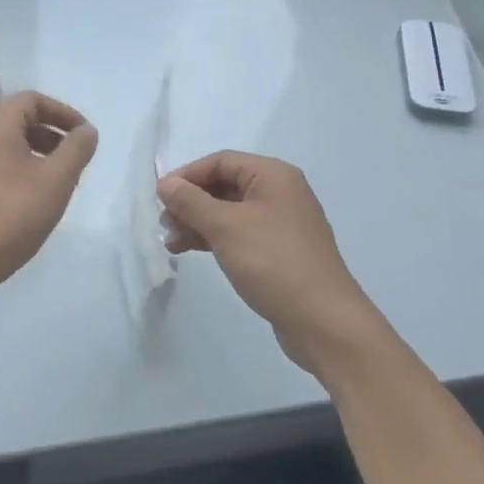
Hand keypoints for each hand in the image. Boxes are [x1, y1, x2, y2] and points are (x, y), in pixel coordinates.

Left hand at [0, 91, 97, 300]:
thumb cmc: (14, 213)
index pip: (33, 99)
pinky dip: (24, 169)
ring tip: (62, 179)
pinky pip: (1, 164)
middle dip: (53, 133)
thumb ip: (77, 149)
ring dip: (40, 152)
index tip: (84, 136)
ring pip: (11, 144)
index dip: (63, 112)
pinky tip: (38, 198)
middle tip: (76, 157)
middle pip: (21, 119)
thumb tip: (87, 131)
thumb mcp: (57, 179)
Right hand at [158, 151, 378, 371]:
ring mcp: (281, 223)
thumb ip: (191, 202)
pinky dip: (215, 238)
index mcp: (273, 176)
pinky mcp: (279, 251)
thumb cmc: (273, 262)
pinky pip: (240, 233)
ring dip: (198, 222)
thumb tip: (165, 183)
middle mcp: (280, 193)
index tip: (160, 197)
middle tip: (164, 224)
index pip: (221, 161)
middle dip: (191, 202)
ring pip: (229, 212)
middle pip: (224, 185)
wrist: (323, 322)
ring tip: (172, 243)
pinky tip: (192, 251)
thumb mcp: (225, 227)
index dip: (187, 175)